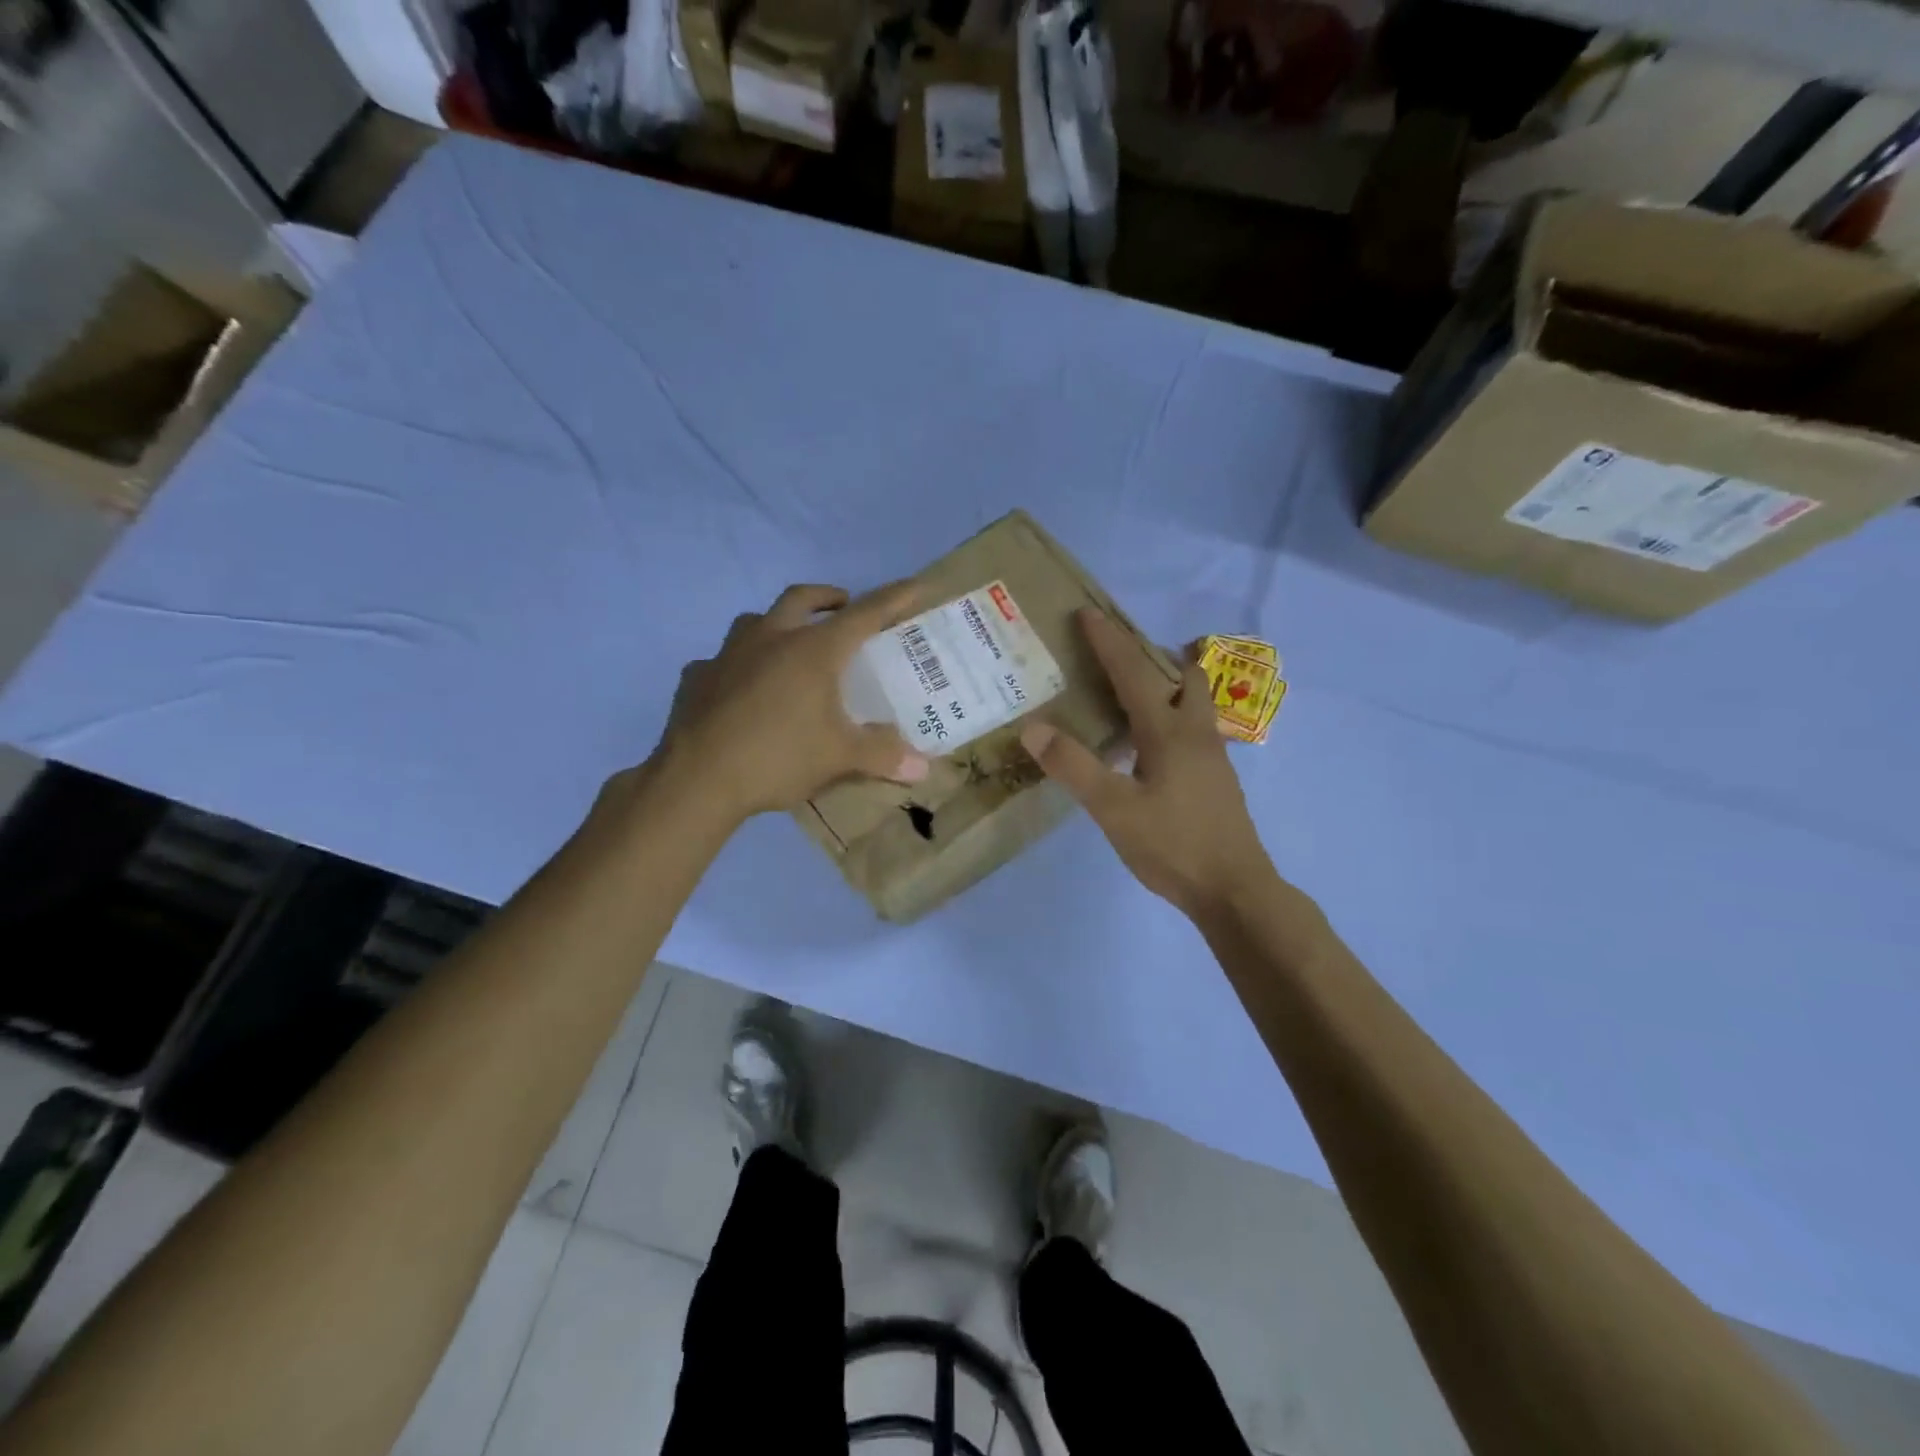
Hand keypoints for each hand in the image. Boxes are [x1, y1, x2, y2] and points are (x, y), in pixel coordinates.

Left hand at [645, 583, 930, 823]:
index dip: (893, 599)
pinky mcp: (698, 677)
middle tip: (843, 608)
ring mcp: (728, 654)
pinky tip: (742, 689)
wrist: (696, 780)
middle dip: (828, 597)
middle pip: (802, 598)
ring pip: (756, 621)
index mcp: (813, 650)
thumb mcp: (839, 758)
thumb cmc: (778, 757)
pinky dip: (739, 665)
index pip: (864, 614)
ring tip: (789, 646)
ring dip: (778, 624)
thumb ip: (883, 756)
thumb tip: (923, 769)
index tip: (914, 585)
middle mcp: (770, 638)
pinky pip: (722, 660)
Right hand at [1020, 609, 1273, 919]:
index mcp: (1169, 731)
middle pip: (1183, 674)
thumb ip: (1074, 766)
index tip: (1087, 613)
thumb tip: (1034, 727)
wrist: (1234, 890)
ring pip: (1193, 700)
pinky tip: (1147, 743)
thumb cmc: (1173, 846)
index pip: (1134, 672)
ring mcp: (1211, 756)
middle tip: (1117, 652)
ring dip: (1165, 683)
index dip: (1108, 641)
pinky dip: (1169, 714)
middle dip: (1152, 654)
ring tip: (1128, 691)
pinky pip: (1191, 727)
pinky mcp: (1215, 778)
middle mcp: (1195, 732)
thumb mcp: (1113, 809)